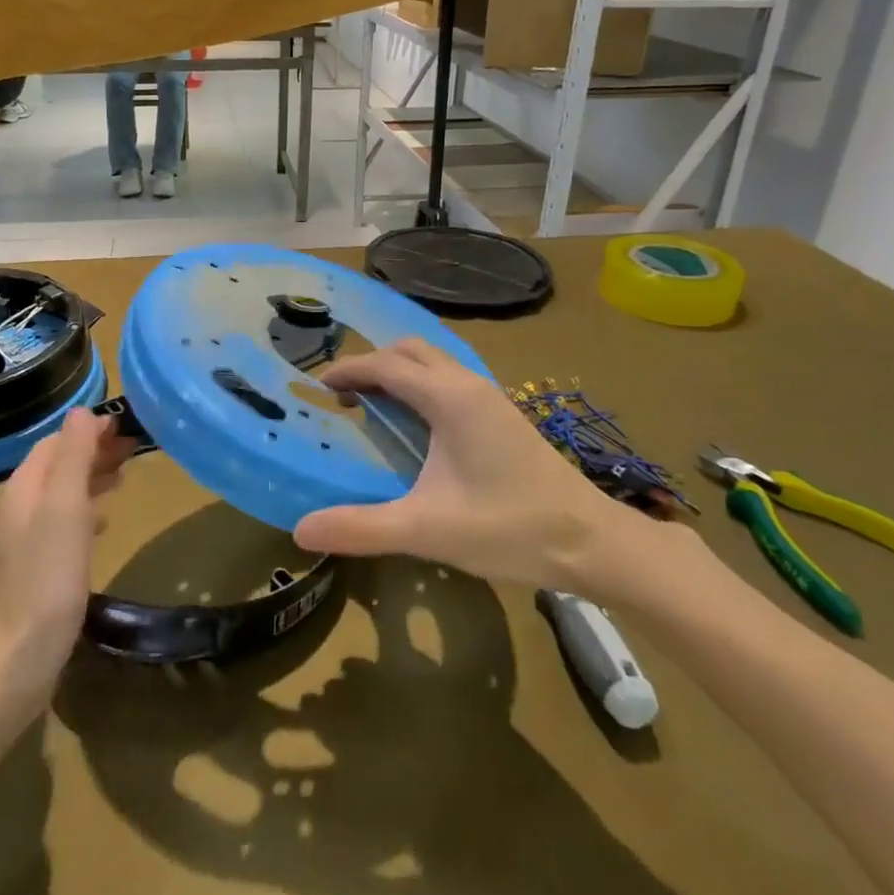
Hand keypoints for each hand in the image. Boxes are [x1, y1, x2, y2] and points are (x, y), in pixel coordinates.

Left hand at [0, 409, 131, 698]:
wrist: (21, 655)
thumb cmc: (48, 575)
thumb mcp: (65, 507)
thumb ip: (73, 457)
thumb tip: (82, 411)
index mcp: (25, 487)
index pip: (56, 442)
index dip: (88, 430)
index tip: (126, 425)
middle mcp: (21, 506)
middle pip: (58, 464)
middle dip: (93, 450)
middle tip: (134, 447)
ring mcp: (27, 538)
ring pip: (63, 492)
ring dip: (92, 477)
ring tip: (125, 476)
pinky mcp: (38, 566)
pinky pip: (64, 521)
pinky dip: (87, 509)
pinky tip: (103, 521)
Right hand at [292, 340, 695, 606]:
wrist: (593, 543)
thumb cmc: (510, 528)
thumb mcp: (427, 530)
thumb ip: (361, 528)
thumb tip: (300, 530)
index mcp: (450, 399)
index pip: (386, 365)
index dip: (348, 370)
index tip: (316, 387)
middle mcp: (469, 385)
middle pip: (411, 352)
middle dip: (372, 364)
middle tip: (343, 396)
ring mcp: (491, 399)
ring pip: (434, 364)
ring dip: (399, 373)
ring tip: (372, 407)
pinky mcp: (503, 417)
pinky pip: (450, 382)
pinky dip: (421, 387)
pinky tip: (416, 428)